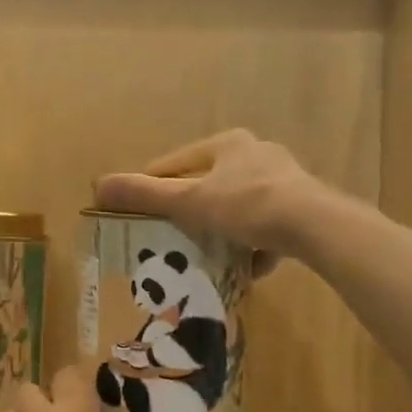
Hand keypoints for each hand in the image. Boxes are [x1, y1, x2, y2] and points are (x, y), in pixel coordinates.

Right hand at [94, 129, 322, 273]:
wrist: (314, 225)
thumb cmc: (245, 205)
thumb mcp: (188, 201)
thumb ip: (145, 195)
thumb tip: (97, 185)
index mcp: (226, 144)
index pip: (176, 163)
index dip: (153, 186)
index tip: (137, 213)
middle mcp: (255, 153)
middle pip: (209, 184)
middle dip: (192, 210)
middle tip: (172, 237)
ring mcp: (282, 180)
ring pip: (239, 205)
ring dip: (224, 229)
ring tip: (209, 254)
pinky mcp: (302, 206)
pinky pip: (267, 225)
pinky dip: (255, 245)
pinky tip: (248, 266)